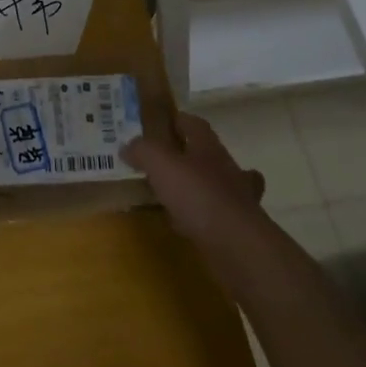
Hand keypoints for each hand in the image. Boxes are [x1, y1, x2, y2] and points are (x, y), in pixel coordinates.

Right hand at [121, 113, 265, 250]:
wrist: (237, 245)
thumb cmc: (198, 195)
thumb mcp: (161, 164)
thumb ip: (143, 150)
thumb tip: (127, 146)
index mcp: (208, 148)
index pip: (195, 125)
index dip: (179, 121)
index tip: (163, 123)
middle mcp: (227, 169)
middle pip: (210, 154)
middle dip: (193, 155)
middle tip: (168, 160)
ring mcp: (237, 200)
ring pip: (218, 185)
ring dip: (200, 186)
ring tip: (177, 193)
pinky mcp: (238, 229)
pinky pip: (216, 216)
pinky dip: (202, 217)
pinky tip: (186, 224)